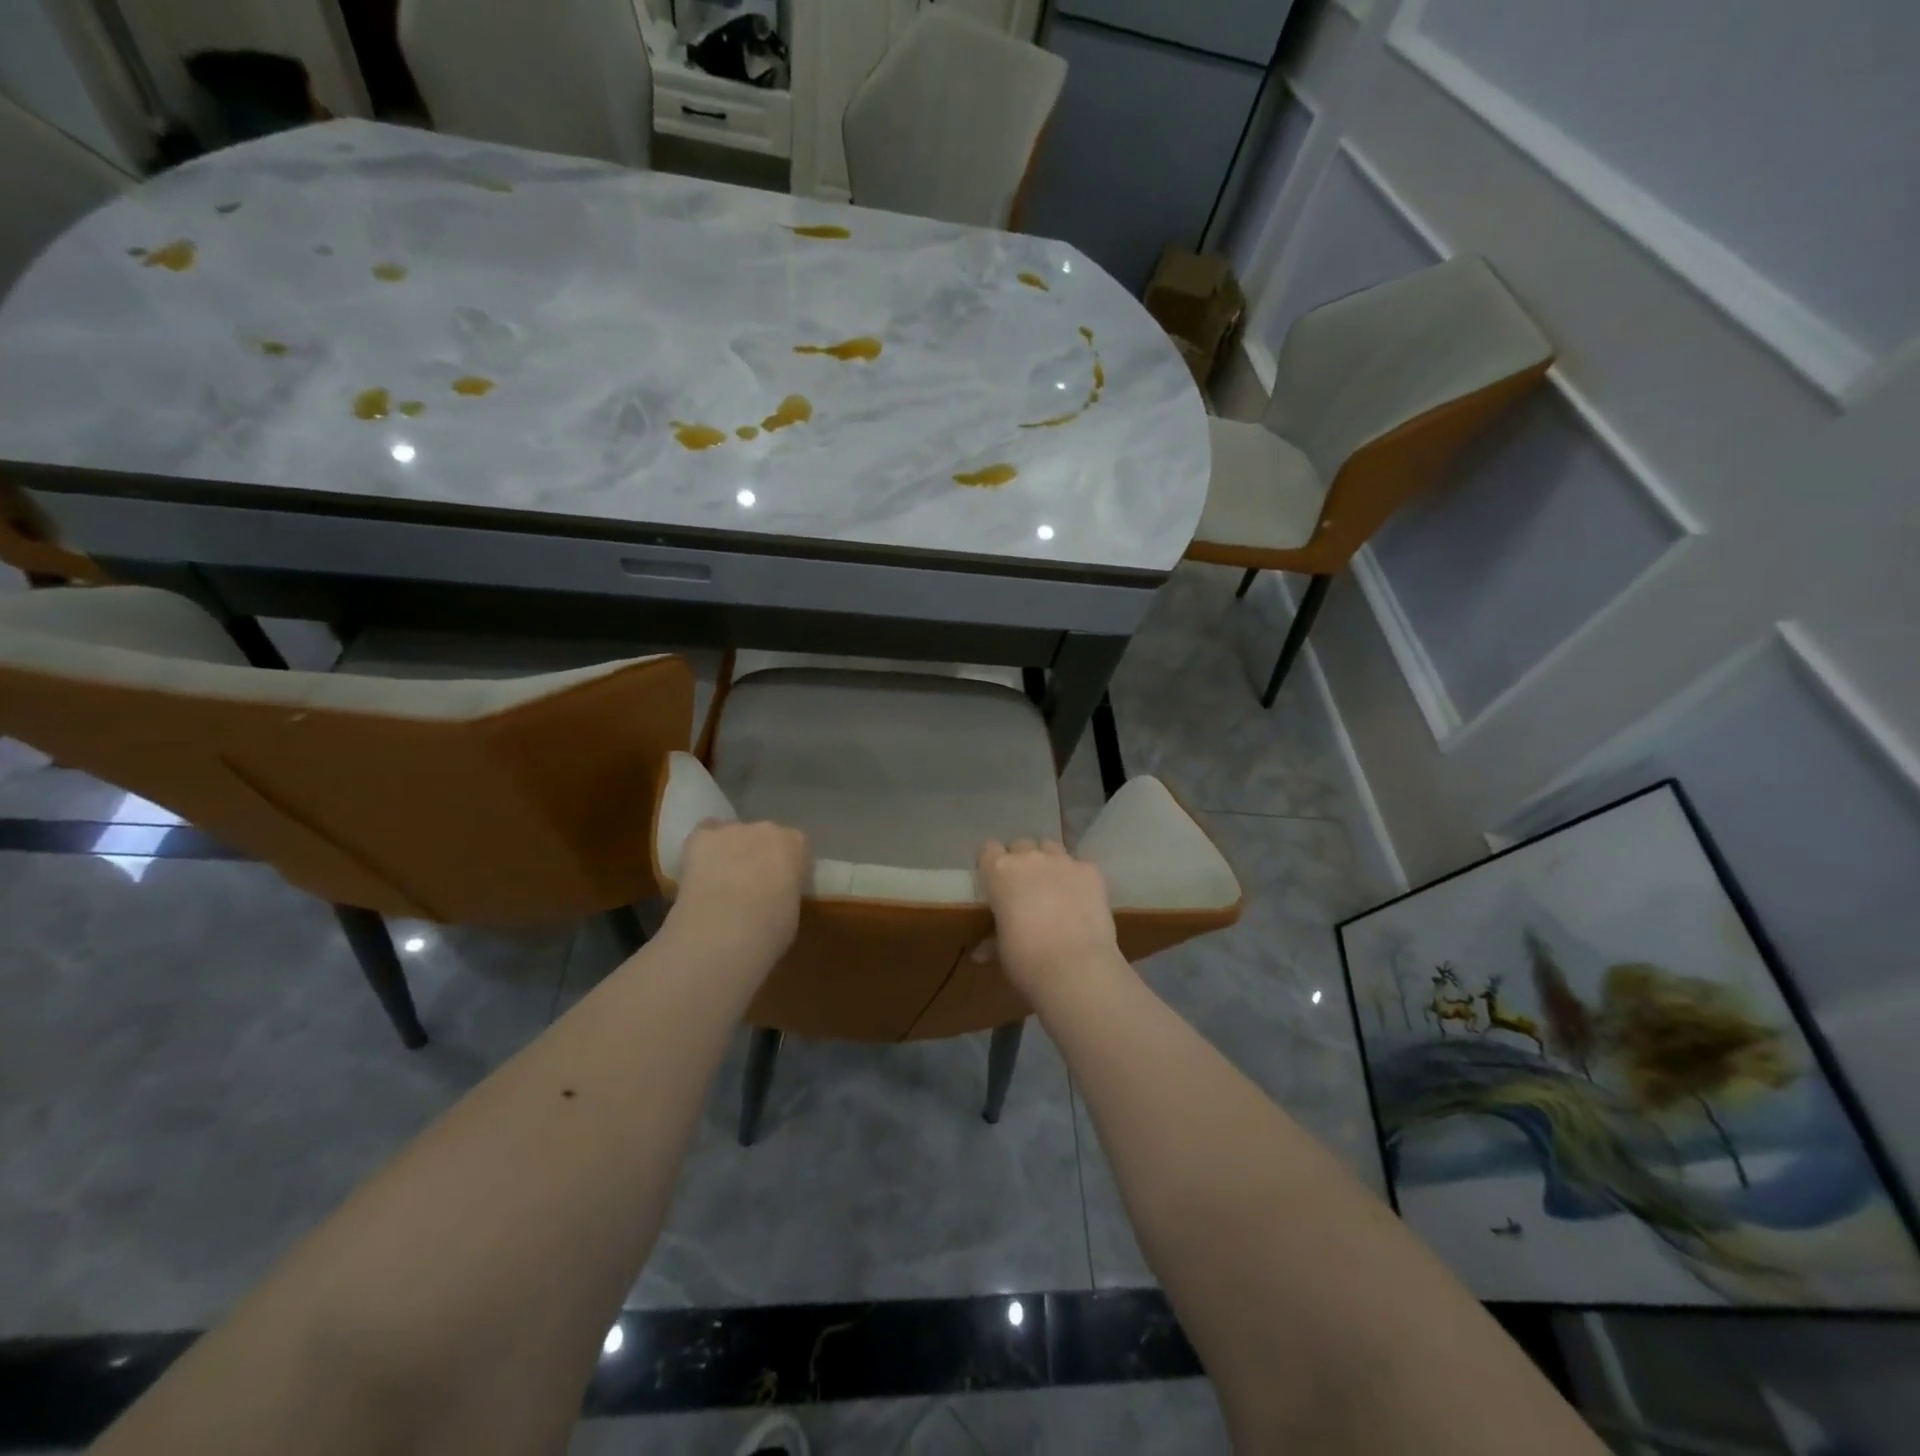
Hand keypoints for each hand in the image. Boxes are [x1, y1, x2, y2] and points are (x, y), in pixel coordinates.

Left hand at [670, 819, 809, 965]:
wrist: (725, 932)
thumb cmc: (769, 929)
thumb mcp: (791, 911)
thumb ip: (784, 891)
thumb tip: (772, 896)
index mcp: (796, 844)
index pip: (794, 846)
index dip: (783, 866)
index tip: (778, 885)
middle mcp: (767, 829)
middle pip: (762, 836)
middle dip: (756, 856)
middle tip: (748, 886)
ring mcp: (732, 830)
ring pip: (731, 836)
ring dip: (728, 853)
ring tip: (718, 884)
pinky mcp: (701, 837)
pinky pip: (703, 835)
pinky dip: (701, 851)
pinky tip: (697, 872)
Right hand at [977, 838, 1119, 999]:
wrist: (1075, 967)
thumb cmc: (1026, 959)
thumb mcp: (1001, 949)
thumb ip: (992, 938)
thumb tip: (982, 951)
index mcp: (999, 871)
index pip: (989, 849)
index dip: (992, 863)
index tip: (996, 881)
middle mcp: (1030, 857)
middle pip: (1021, 845)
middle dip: (1022, 861)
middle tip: (1026, 888)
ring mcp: (1063, 861)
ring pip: (1051, 848)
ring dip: (1049, 863)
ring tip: (1054, 888)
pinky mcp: (1091, 871)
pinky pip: (1080, 865)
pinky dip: (1078, 878)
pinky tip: (1081, 900)